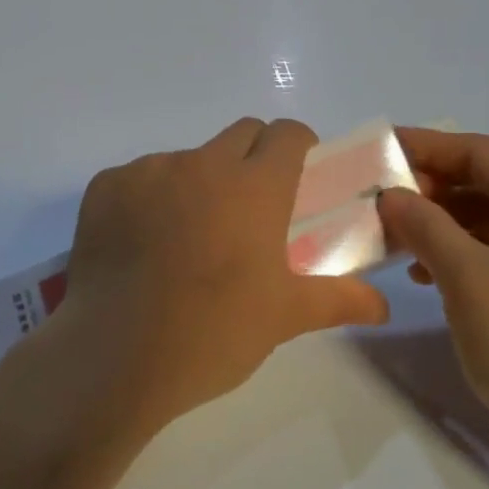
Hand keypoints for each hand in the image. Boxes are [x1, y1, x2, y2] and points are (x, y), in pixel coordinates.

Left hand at [45, 118, 390, 437]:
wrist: (114, 355)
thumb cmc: (213, 333)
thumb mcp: (284, 317)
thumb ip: (338, 299)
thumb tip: (382, 305)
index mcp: (254, 186)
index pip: (287, 133)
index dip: (299, 148)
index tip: (298, 177)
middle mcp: (202, 163)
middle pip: (241, 133)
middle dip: (254, 156)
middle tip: (251, 209)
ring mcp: (149, 170)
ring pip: (187, 158)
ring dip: (198, 182)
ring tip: (188, 238)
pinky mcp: (106, 186)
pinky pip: (139, 178)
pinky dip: (149, 200)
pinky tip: (141, 246)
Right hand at [377, 129, 488, 488]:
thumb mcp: (468, 279)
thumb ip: (425, 226)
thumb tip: (391, 194)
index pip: (487, 153)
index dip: (434, 144)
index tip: (386, 150)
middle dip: (436, 180)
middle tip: (388, 194)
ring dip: (443, 215)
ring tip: (399, 233)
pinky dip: (458, 247)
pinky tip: (425, 272)